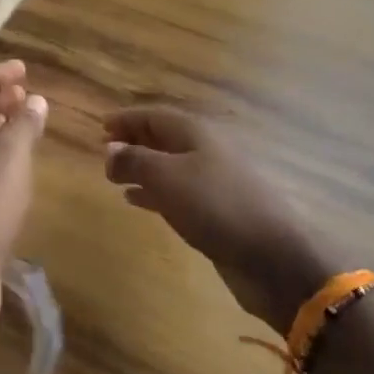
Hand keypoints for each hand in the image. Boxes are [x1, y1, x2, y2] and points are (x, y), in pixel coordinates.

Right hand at [104, 105, 328, 333]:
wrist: (272, 257)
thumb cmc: (216, 206)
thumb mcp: (167, 177)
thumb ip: (134, 160)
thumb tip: (110, 149)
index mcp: (196, 134)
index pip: (154, 116)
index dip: (127, 119)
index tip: (100, 126)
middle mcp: (206, 151)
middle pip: (163, 138)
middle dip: (133, 141)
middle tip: (103, 151)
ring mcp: (213, 182)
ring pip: (169, 166)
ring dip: (141, 167)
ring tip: (113, 177)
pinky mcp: (216, 211)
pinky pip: (176, 192)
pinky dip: (152, 192)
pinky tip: (135, 201)